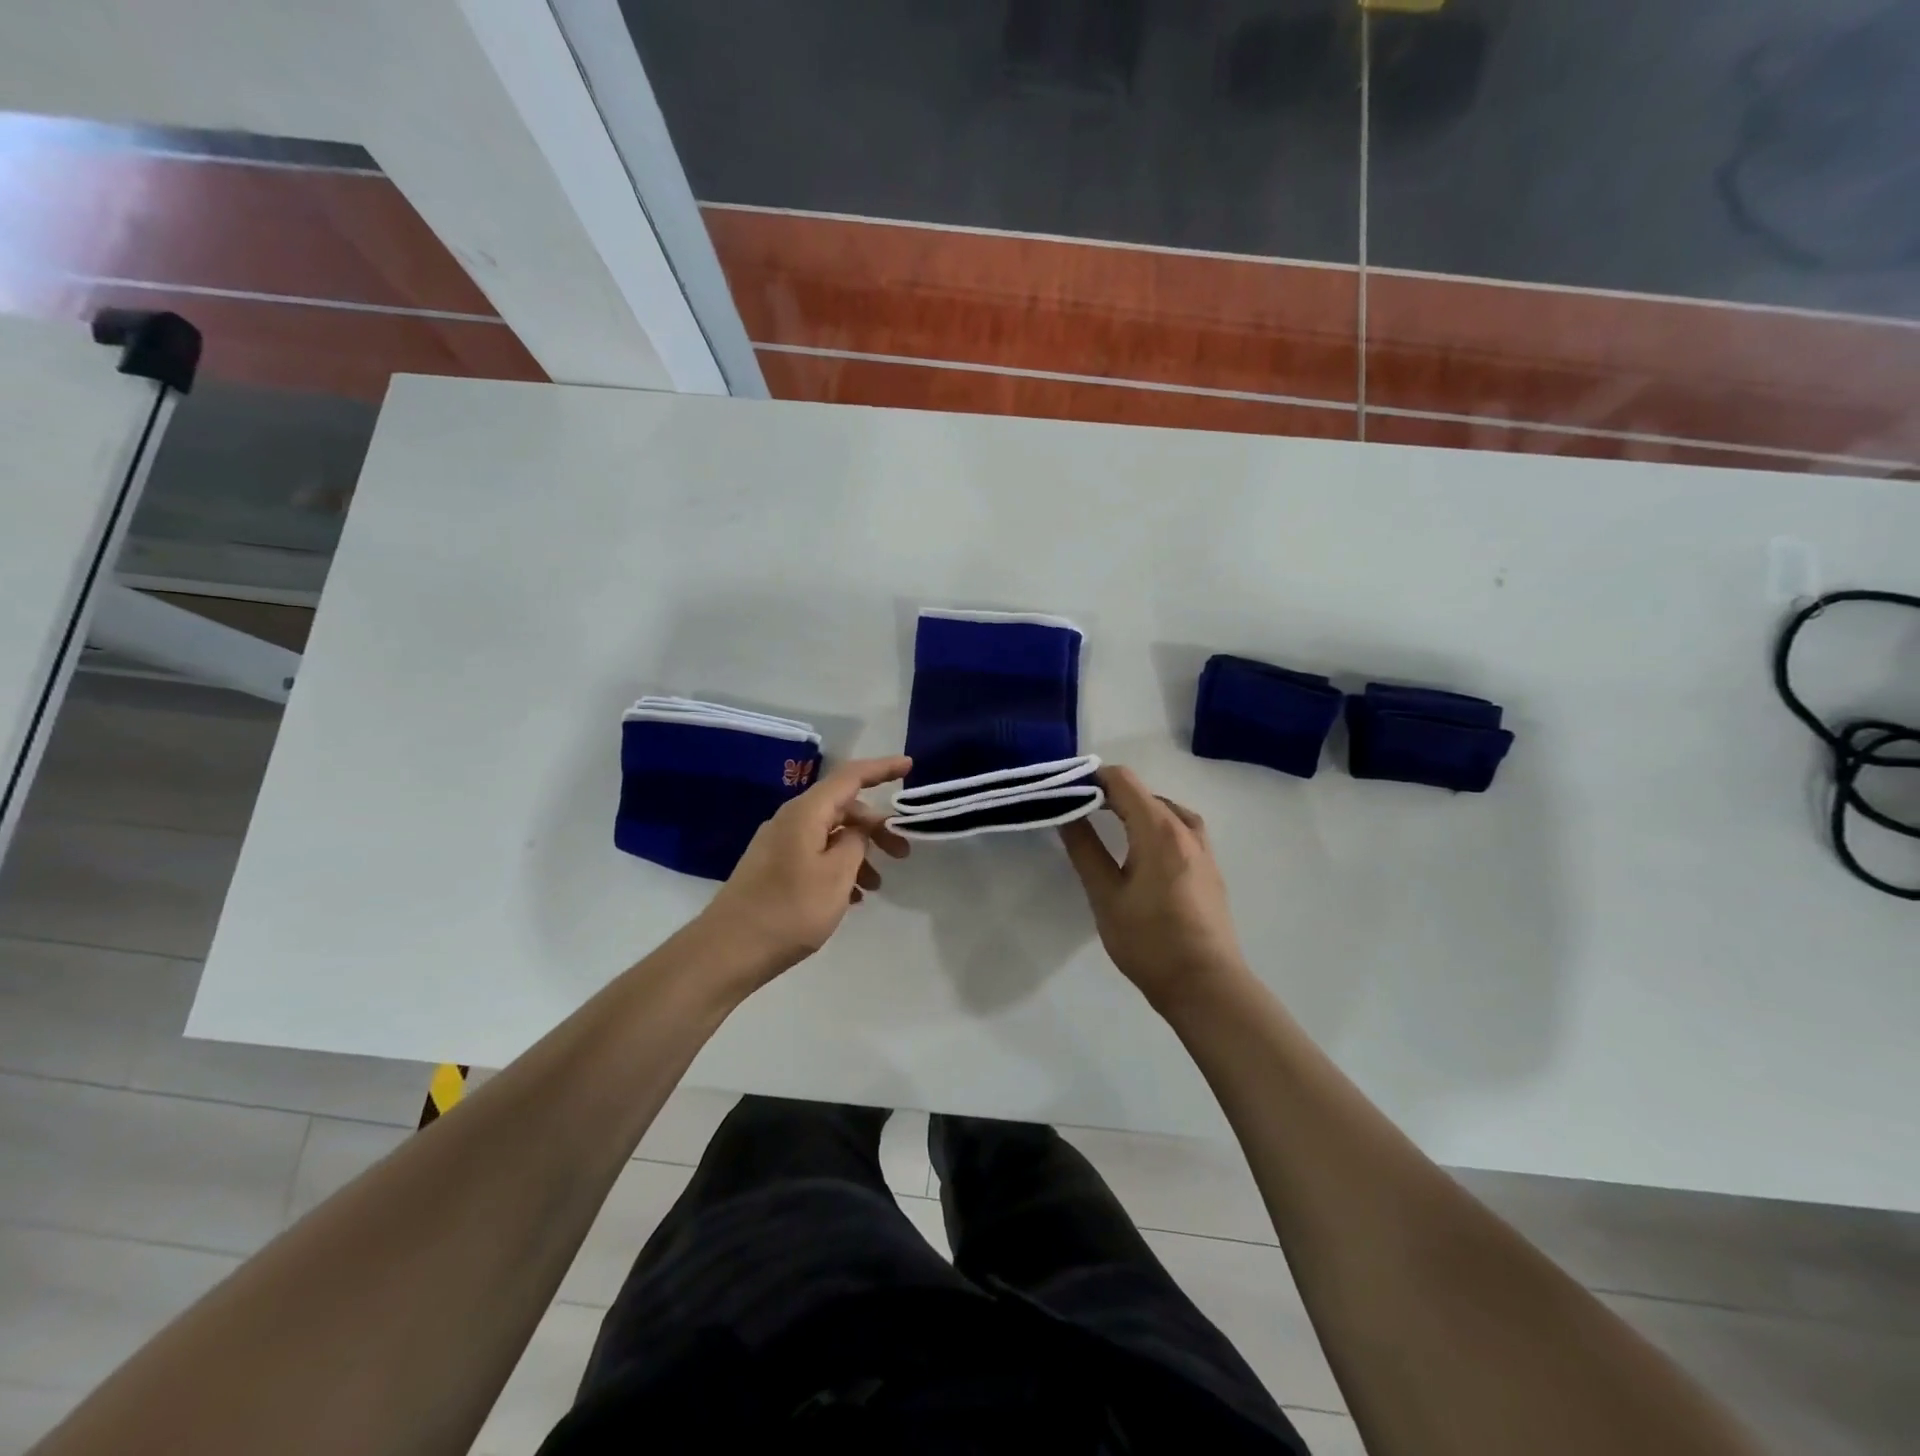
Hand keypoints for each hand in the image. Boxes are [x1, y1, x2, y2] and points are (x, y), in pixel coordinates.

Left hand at [697, 755, 912, 985]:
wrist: (728, 950)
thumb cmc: (789, 910)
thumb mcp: (836, 876)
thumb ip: (856, 844)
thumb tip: (858, 831)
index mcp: (806, 813)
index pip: (851, 777)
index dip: (882, 768)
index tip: (910, 766)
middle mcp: (791, 820)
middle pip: (843, 808)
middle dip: (877, 827)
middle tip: (903, 853)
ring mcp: (779, 845)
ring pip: (831, 835)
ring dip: (859, 853)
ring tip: (876, 886)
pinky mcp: (773, 868)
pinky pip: (816, 855)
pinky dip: (839, 868)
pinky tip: (851, 898)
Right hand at [1060, 766, 1251, 1014]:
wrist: (1206, 986)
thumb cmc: (1149, 941)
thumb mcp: (1106, 895)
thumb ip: (1085, 849)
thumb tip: (1066, 813)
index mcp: (1159, 830)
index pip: (1123, 781)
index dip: (1092, 778)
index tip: (1065, 790)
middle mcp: (1186, 829)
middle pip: (1144, 793)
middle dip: (1109, 794)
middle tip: (1076, 811)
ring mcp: (1203, 849)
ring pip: (1165, 809)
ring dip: (1135, 809)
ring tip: (1109, 825)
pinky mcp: (1209, 868)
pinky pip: (1179, 829)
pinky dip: (1155, 824)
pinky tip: (1141, 849)